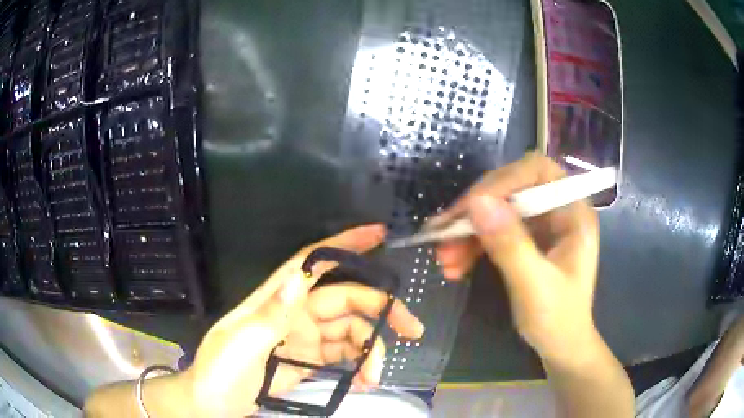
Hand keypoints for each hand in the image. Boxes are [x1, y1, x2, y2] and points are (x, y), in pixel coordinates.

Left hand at [185, 225, 423, 416]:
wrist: (214, 404)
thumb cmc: (221, 370)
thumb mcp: (242, 343)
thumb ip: (272, 314)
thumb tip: (301, 277)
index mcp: (276, 298)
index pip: (314, 262)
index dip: (345, 244)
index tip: (379, 234)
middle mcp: (296, 311)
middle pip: (347, 298)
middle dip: (381, 309)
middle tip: (411, 329)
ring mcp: (306, 337)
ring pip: (351, 330)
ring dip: (371, 349)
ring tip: (376, 376)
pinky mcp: (312, 360)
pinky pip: (345, 354)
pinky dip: (361, 364)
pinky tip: (365, 380)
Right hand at [432, 154, 599, 363]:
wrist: (560, 347)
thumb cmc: (558, 321)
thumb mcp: (534, 286)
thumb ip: (510, 245)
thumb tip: (477, 203)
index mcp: (573, 212)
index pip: (537, 172)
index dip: (502, 181)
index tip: (469, 207)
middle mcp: (557, 210)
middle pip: (511, 189)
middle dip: (476, 211)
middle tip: (443, 235)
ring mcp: (541, 225)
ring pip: (497, 210)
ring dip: (468, 231)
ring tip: (444, 259)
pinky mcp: (526, 240)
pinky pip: (494, 230)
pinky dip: (472, 244)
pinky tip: (455, 265)